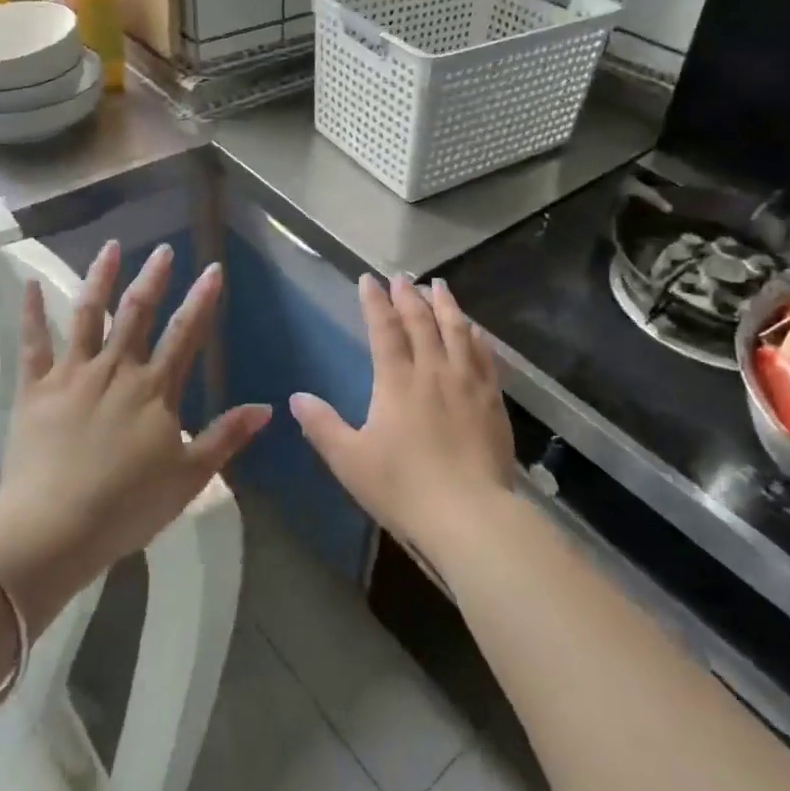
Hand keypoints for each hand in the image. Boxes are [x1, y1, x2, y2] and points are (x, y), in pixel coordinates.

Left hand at [0, 240, 270, 622]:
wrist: (53, 529)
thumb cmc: (127, 506)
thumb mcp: (190, 477)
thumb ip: (226, 436)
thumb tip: (266, 407)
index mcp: (155, 390)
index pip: (185, 333)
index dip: (201, 300)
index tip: (212, 268)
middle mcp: (116, 370)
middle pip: (137, 313)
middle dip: (154, 278)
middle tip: (163, 249)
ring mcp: (73, 376)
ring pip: (88, 315)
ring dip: (100, 279)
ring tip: (111, 247)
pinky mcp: (36, 390)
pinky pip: (34, 344)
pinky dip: (31, 313)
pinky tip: (27, 283)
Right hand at [290, 274, 514, 566]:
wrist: (469, 514)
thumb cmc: (403, 487)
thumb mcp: (350, 461)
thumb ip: (323, 426)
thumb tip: (297, 397)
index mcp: (397, 382)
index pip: (384, 330)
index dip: (375, 302)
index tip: (369, 279)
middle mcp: (433, 371)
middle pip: (422, 323)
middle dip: (409, 296)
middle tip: (403, 276)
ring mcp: (468, 383)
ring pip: (457, 331)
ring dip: (446, 306)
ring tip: (439, 286)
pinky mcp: (492, 401)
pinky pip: (485, 357)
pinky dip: (477, 337)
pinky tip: (476, 330)